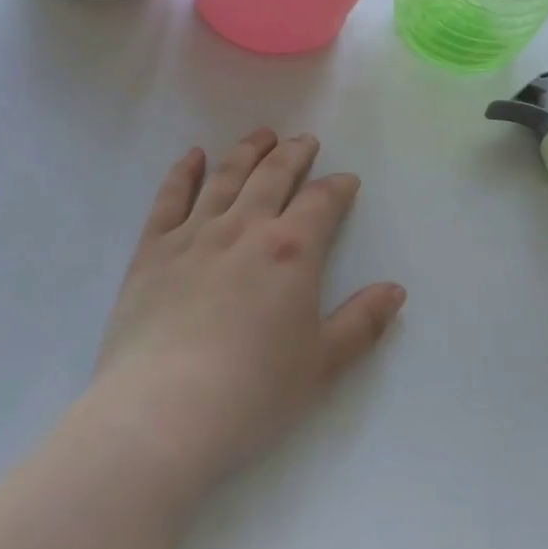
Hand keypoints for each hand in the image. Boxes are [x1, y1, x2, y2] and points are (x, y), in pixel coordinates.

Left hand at [89, 130, 405, 496]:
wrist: (161, 413)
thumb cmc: (252, 393)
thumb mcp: (322, 364)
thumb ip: (363, 323)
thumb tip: (395, 290)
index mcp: (291, 251)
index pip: (321, 202)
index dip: (337, 187)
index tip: (346, 181)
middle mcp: (245, 228)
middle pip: (274, 175)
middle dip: (294, 154)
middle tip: (305, 140)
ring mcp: (194, 234)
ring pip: (226, 176)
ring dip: (247, 151)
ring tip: (262, 135)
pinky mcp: (152, 250)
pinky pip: (170, 198)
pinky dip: (184, 172)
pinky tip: (193, 156)